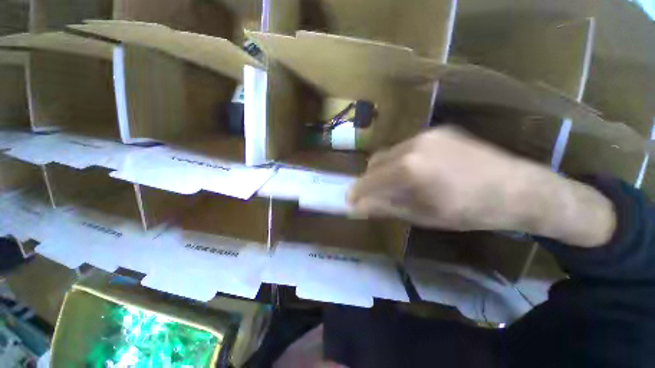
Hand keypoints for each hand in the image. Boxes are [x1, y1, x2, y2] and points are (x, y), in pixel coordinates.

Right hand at [348, 127, 615, 246]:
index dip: (356, 192)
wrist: (518, 188)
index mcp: (409, 169)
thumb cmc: (469, 211)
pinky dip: (401, 161)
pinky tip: (415, 172)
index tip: (350, 201)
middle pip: (375, 162)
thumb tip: (359, 208)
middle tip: (372, 195)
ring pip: (390, 153)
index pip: (370, 180)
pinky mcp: (438, 131)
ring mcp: (426, 134)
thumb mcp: (422, 215)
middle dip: (369, 180)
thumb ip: (386, 207)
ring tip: (395, 185)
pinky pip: (407, 147)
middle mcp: (413, 144)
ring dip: (385, 170)